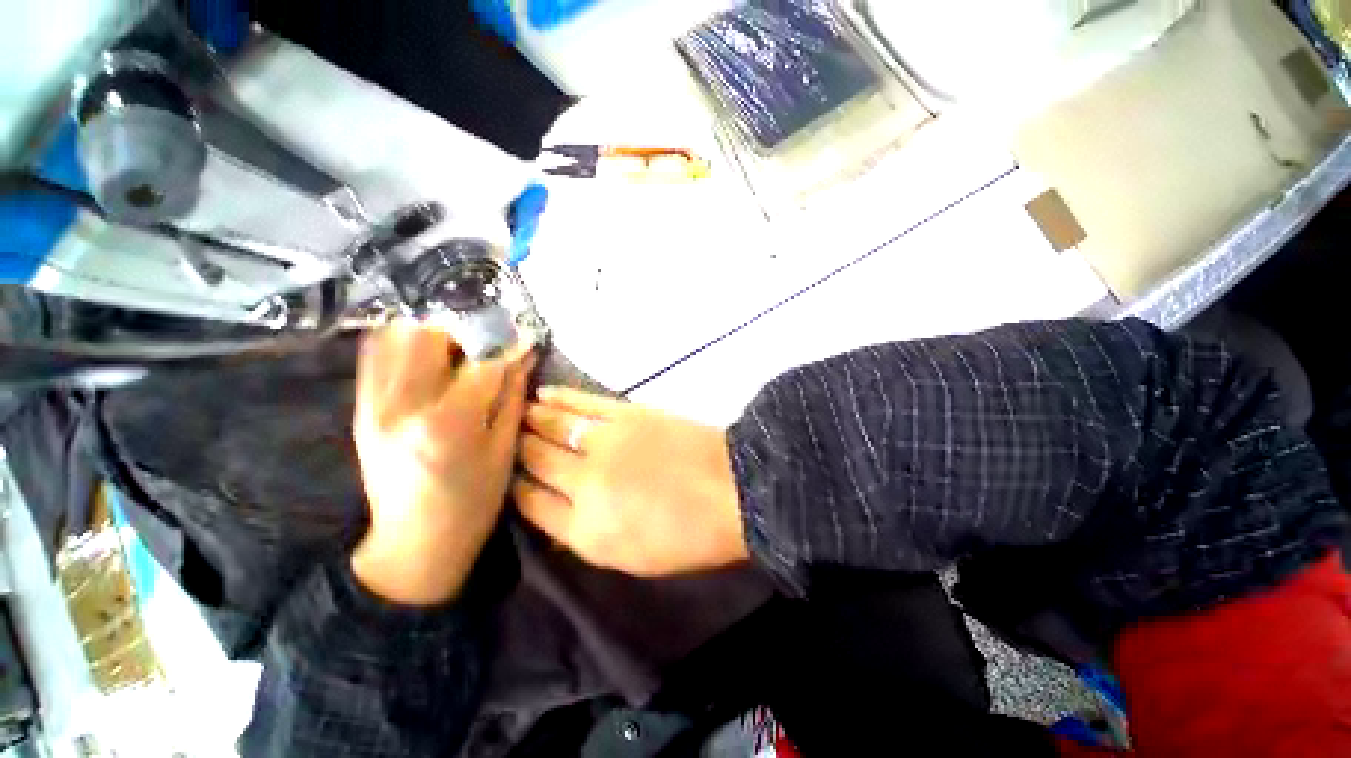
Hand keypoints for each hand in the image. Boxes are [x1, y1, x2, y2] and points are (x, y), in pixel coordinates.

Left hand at [350, 322, 535, 605]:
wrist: (413, 544)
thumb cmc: (472, 504)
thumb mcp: (503, 451)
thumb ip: (512, 397)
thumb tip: (524, 356)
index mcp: (447, 423)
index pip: (482, 362)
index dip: (508, 346)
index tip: (524, 338)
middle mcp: (402, 405)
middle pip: (429, 335)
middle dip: (465, 328)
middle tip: (487, 339)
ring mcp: (373, 404)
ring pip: (396, 336)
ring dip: (433, 330)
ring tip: (459, 344)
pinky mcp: (361, 408)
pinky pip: (376, 355)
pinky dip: (404, 342)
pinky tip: (429, 354)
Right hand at [512, 387, 747, 576]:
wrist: (731, 490)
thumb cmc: (688, 536)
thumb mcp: (629, 558)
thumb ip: (583, 535)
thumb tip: (553, 509)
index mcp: (585, 530)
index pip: (530, 504)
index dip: (514, 488)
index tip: (506, 476)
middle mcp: (584, 484)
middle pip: (535, 460)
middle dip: (513, 449)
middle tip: (500, 437)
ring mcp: (604, 443)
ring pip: (552, 427)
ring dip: (530, 419)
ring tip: (515, 411)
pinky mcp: (625, 414)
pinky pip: (582, 403)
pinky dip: (559, 398)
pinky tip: (543, 395)